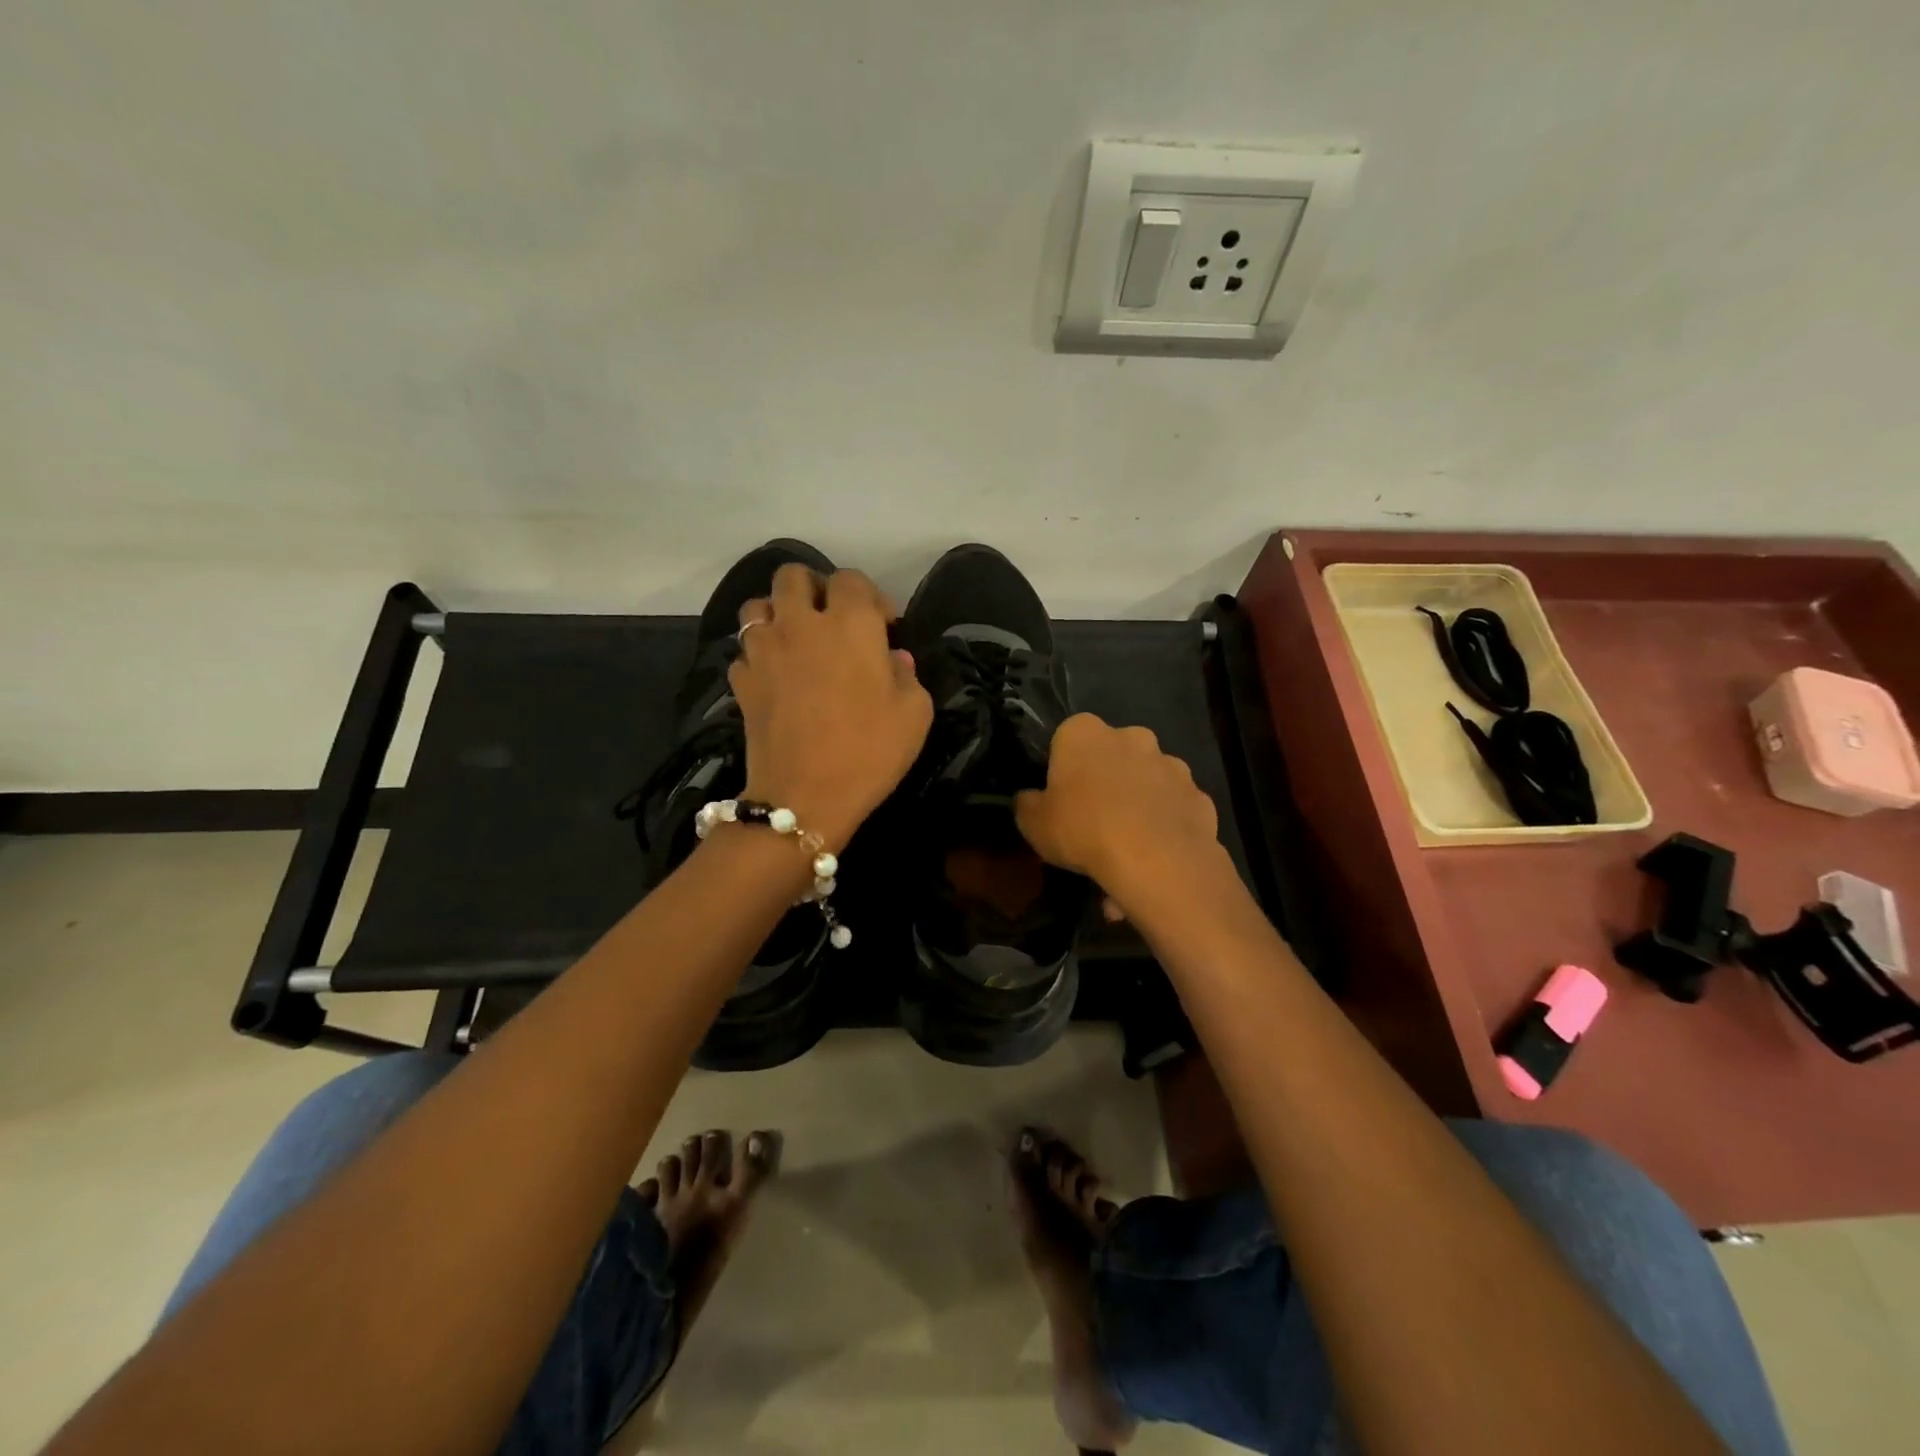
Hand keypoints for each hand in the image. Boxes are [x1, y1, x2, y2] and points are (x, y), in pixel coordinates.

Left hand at [730, 565, 932, 849]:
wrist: (804, 797)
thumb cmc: (869, 752)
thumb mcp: (914, 714)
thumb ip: (908, 676)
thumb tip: (894, 660)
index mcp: (849, 624)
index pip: (851, 579)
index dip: (870, 596)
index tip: (884, 626)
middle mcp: (800, 624)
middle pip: (793, 576)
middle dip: (814, 588)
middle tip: (831, 618)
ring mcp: (764, 651)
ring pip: (758, 606)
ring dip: (778, 614)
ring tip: (796, 640)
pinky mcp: (742, 681)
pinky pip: (745, 651)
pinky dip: (759, 655)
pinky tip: (776, 677)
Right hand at [1015, 714, 1224, 914]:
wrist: (1155, 860)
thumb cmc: (1083, 830)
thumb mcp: (1032, 823)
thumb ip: (1027, 804)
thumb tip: (1029, 799)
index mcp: (1085, 732)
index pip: (1066, 739)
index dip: (1062, 769)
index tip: (1060, 798)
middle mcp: (1132, 736)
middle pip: (1112, 756)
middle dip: (1105, 782)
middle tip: (1092, 822)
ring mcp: (1172, 765)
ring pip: (1146, 783)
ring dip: (1136, 806)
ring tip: (1125, 851)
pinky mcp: (1199, 797)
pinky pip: (1173, 811)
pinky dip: (1164, 828)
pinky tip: (1153, 860)